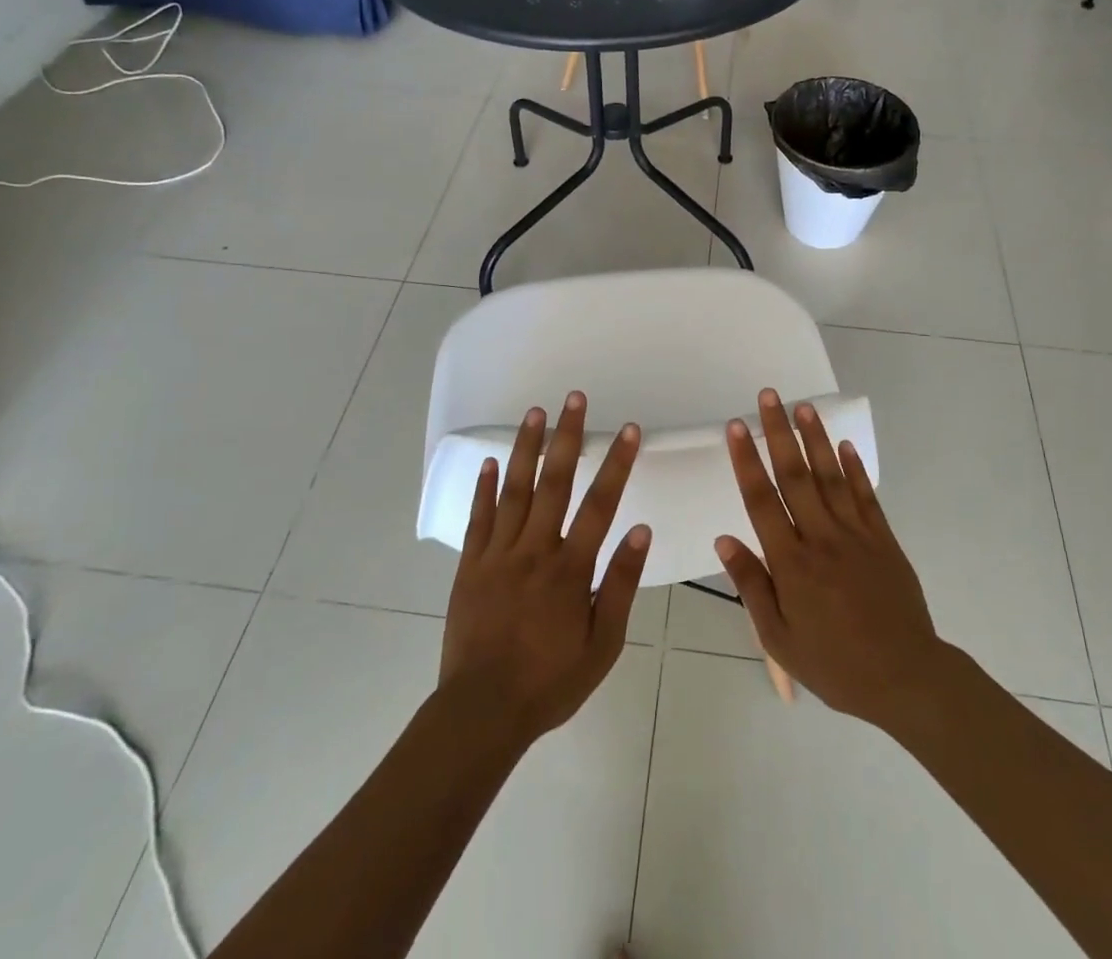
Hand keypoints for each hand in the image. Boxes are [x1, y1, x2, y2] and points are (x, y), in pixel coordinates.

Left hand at [440, 392, 651, 747]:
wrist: (482, 713)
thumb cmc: (550, 681)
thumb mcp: (602, 645)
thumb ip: (620, 585)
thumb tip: (641, 531)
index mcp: (570, 569)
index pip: (600, 504)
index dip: (617, 464)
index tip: (629, 430)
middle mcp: (534, 551)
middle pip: (555, 483)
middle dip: (567, 437)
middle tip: (575, 399)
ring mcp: (498, 555)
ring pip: (515, 491)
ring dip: (526, 448)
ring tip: (535, 412)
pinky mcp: (470, 566)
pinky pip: (479, 519)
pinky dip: (484, 488)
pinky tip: (491, 461)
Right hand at [716, 389, 950, 732]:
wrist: (904, 679)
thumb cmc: (834, 664)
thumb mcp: (779, 638)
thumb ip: (752, 585)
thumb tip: (724, 540)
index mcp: (792, 563)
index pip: (762, 500)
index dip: (746, 460)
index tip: (736, 426)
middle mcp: (821, 538)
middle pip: (795, 476)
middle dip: (779, 433)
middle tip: (769, 396)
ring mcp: (856, 535)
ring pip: (830, 476)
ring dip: (816, 439)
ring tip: (804, 406)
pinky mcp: (883, 539)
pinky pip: (865, 495)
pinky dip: (853, 468)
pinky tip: (842, 444)